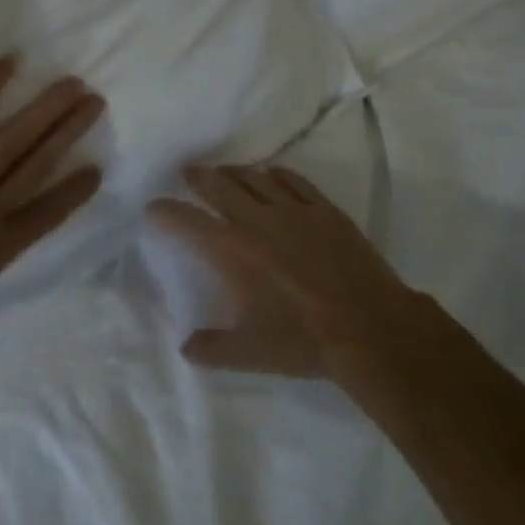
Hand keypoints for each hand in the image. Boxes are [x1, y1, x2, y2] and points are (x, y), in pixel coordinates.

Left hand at [0, 57, 104, 353]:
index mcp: (1, 248)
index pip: (49, 214)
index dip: (75, 191)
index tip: (96, 170)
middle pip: (41, 163)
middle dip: (70, 131)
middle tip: (95, 102)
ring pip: (17, 140)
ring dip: (48, 110)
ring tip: (73, 85)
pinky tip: (9, 64)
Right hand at [150, 165, 421, 380]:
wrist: (371, 328)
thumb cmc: (306, 341)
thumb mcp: (253, 353)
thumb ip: (214, 348)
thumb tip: (186, 348)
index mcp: (233, 252)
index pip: (188, 222)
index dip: (166, 212)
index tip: (153, 207)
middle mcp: (257, 221)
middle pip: (218, 186)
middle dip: (198, 176)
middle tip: (187, 171)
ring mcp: (293, 210)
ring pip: (254, 177)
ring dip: (234, 172)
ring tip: (225, 172)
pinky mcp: (324, 209)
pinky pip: (293, 180)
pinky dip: (276, 175)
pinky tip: (272, 176)